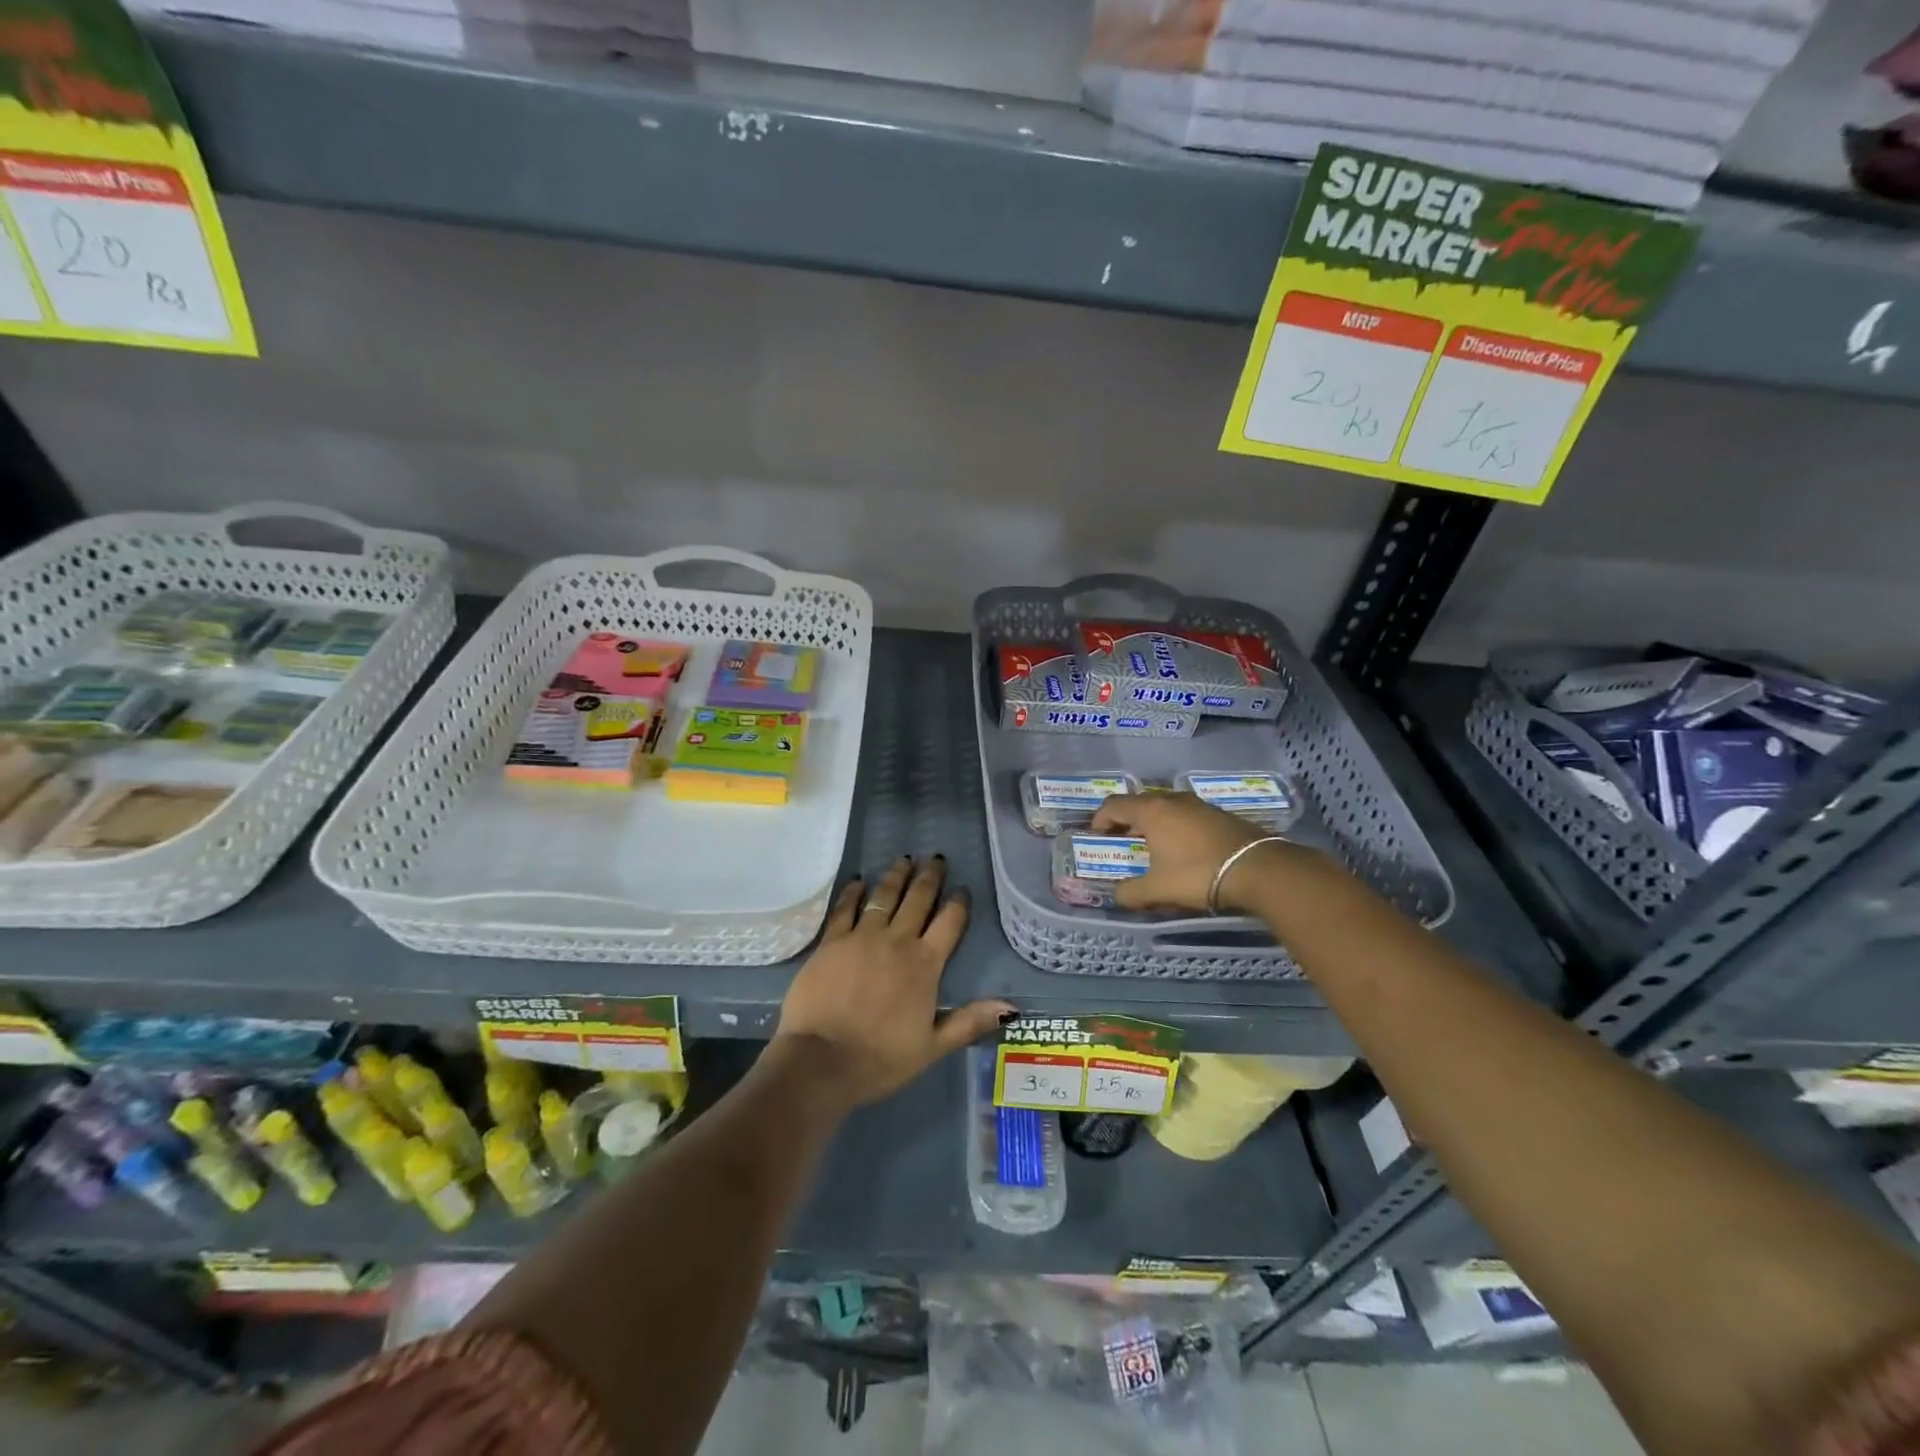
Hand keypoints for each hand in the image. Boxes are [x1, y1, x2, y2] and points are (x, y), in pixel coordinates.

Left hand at [776, 855, 1013, 1110]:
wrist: (821, 1061)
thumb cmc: (881, 1058)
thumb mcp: (933, 1046)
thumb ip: (970, 1022)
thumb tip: (1011, 1009)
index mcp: (925, 965)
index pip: (949, 924)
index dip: (958, 904)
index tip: (962, 888)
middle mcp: (897, 941)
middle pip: (918, 900)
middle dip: (929, 877)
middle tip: (936, 858)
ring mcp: (861, 937)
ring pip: (884, 897)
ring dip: (896, 876)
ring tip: (904, 859)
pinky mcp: (831, 941)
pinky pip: (845, 908)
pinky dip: (853, 892)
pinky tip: (858, 881)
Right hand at [1089, 792, 1285, 912]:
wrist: (1258, 869)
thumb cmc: (1198, 874)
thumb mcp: (1157, 889)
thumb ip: (1131, 893)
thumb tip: (1117, 895)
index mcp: (1151, 811)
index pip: (1114, 804)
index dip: (1100, 818)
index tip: (1097, 836)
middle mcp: (1172, 800)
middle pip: (1140, 803)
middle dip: (1126, 820)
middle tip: (1122, 841)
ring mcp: (1199, 805)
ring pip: (1165, 807)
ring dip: (1153, 823)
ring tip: (1152, 846)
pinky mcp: (1220, 814)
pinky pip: (1186, 815)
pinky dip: (1175, 827)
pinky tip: (1183, 849)